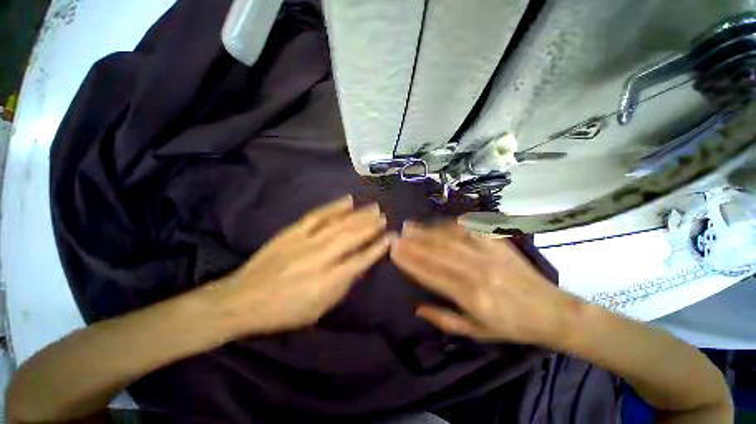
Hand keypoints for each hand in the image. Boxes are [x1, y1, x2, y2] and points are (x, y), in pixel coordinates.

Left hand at [212, 195, 392, 335]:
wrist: (242, 299)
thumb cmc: (284, 311)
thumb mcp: (318, 310)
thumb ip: (342, 287)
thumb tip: (359, 266)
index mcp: (327, 281)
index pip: (360, 260)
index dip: (377, 248)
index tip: (390, 237)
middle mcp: (320, 258)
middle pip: (351, 237)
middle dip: (371, 226)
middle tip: (384, 216)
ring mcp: (305, 241)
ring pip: (338, 224)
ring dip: (359, 215)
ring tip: (374, 207)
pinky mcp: (293, 232)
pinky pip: (317, 215)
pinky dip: (334, 207)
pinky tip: (348, 200)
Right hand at [390, 222, 579, 345]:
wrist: (552, 311)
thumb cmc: (512, 326)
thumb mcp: (477, 333)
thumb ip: (444, 319)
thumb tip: (416, 307)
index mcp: (472, 297)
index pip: (432, 275)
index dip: (411, 262)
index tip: (394, 252)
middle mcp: (478, 272)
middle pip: (437, 253)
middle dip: (413, 243)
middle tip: (396, 235)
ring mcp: (489, 253)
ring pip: (449, 239)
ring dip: (426, 231)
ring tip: (409, 226)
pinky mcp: (497, 242)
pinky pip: (468, 229)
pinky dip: (448, 225)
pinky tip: (436, 223)